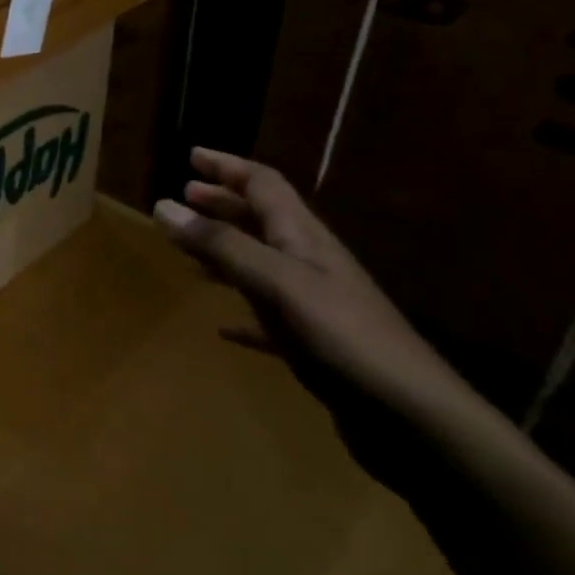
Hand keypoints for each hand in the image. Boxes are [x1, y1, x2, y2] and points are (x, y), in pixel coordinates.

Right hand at [153, 148, 484, 435]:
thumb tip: (164, 205)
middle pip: (262, 220)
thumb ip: (222, 245)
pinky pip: (268, 318)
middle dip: (223, 204)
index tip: (192, 155)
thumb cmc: (343, 338)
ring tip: (189, 254)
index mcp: (304, 238)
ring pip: (261, 265)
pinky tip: (223, 328)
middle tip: (184, 196)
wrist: (411, 418)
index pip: (263, 184)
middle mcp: (309, 263)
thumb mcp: (277, 283)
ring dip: (226, 251)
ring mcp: (314, 305)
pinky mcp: (313, 346)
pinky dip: (242, 314)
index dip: (228, 167)